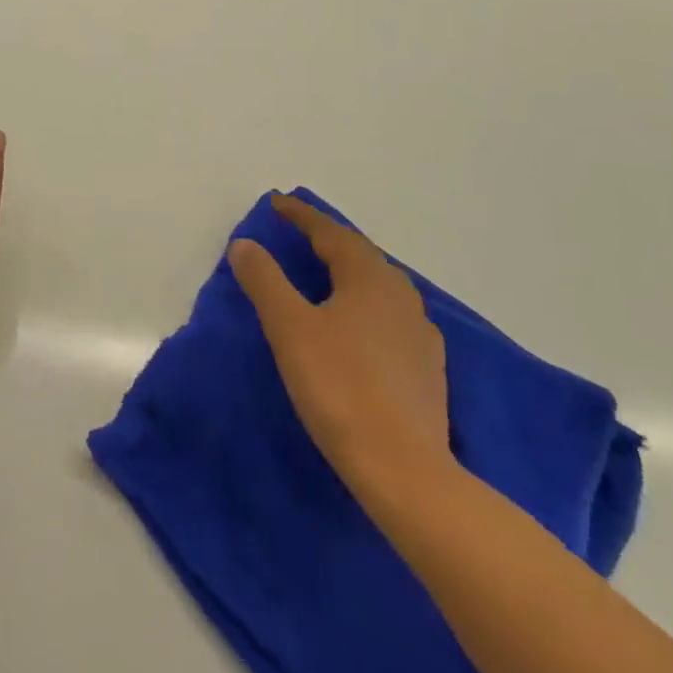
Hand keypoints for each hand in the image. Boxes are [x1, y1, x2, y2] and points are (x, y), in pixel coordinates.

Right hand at [229, 194, 451, 487]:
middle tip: (299, 233)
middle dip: (327, 238)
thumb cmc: (339, 387)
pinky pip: (391, 314)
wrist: (404, 469)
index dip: (300, 215)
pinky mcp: (428, 366)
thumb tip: (245, 244)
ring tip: (326, 272)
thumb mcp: (289, 328)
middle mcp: (400, 293)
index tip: (276, 203)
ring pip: (379, 283)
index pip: (329, 232)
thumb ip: (265, 280)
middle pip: (359, 253)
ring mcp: (420, 331)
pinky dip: (367, 303)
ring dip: (350, 270)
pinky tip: (361, 323)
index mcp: (367, 277)